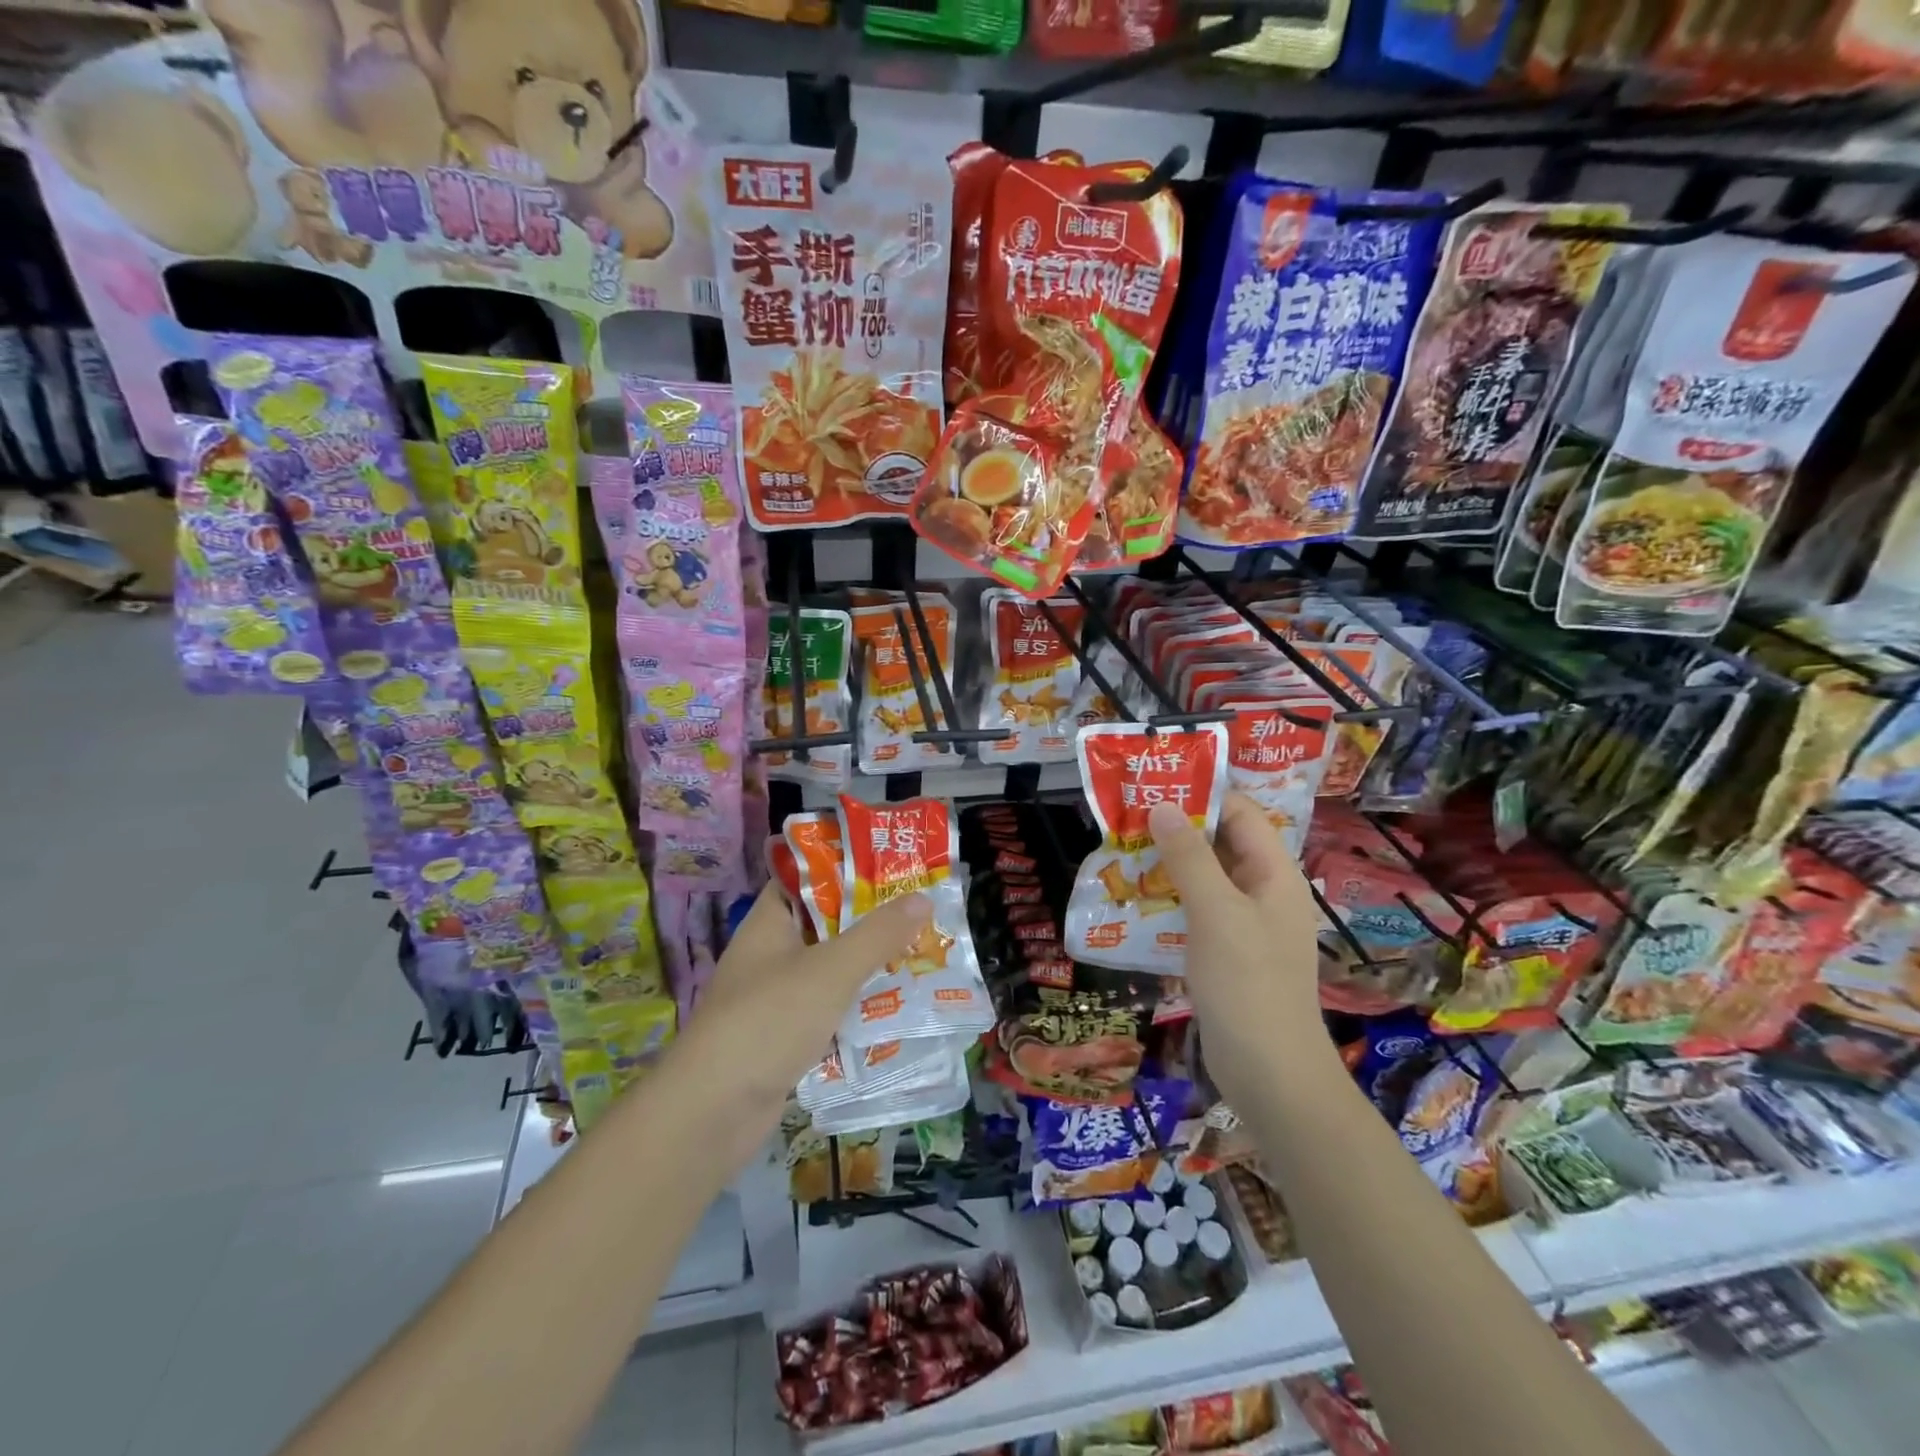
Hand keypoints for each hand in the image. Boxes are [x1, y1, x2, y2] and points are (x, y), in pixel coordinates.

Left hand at [664, 884, 932, 1159]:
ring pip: (833, 968)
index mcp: (771, 921)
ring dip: (871, 964)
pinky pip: (832, 1008)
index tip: (894, 862)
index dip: (848, 865)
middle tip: (924, 909)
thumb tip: (923, 897)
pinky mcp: (787, 1036)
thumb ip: (878, 934)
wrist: (712, 1113)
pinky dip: (860, 1006)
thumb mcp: (830, 969)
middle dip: (873, 919)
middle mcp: (772, 953)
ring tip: (925, 951)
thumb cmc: (769, 1020)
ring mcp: (778, 996)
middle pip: (828, 924)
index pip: (808, 876)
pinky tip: (900, 1006)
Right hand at [1148, 794, 1330, 1103]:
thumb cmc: (1248, 985)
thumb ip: (1189, 858)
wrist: (1270, 1074)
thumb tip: (1162, 807)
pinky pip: (1196, 912)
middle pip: (1220, 844)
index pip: (1240, 814)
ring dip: (1167, 866)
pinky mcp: (1226, 954)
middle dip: (1176, 829)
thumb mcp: (1216, 913)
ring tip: (1120, 853)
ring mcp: (1245, 925)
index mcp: (1274, 874)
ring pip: (1204, 879)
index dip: (1201, 794)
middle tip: (1125, 818)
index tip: (1153, 785)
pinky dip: (1169, 901)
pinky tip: (1134, 902)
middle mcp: (1262, 892)